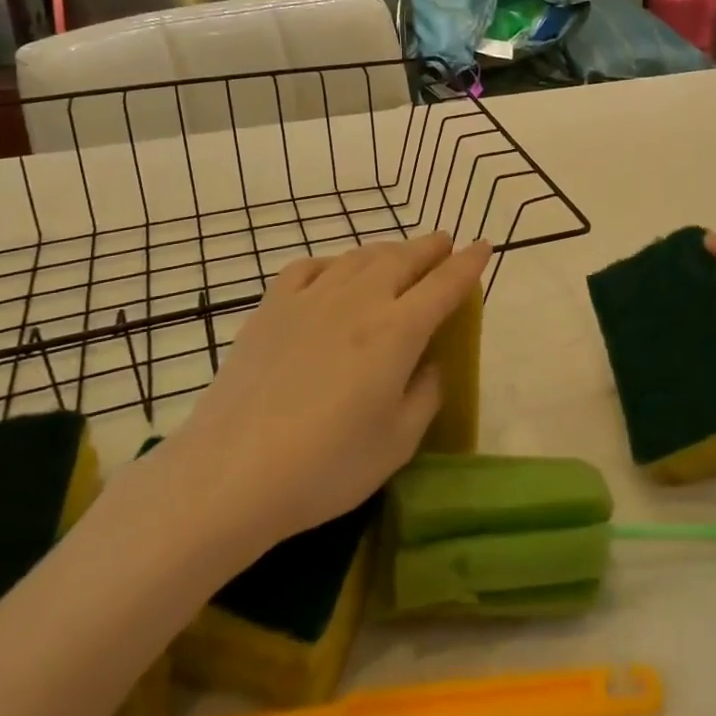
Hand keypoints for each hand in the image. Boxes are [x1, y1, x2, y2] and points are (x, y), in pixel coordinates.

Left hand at [149, 233, 490, 560]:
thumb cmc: (327, 466)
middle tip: (445, 243)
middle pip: (404, 259)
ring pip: (359, 258)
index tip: (483, 247)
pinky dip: (333, 263)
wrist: (232, 473)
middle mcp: (359, 301)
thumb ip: (426, 394)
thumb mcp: (398, 442)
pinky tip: (334, 273)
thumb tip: (431, 364)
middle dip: (430, 248)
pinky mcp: (271, 309)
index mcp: (398, 330)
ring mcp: (311, 299)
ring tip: (399, 254)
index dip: (468, 264)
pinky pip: (309, 268)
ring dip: (388, 250)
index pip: (445, 285)